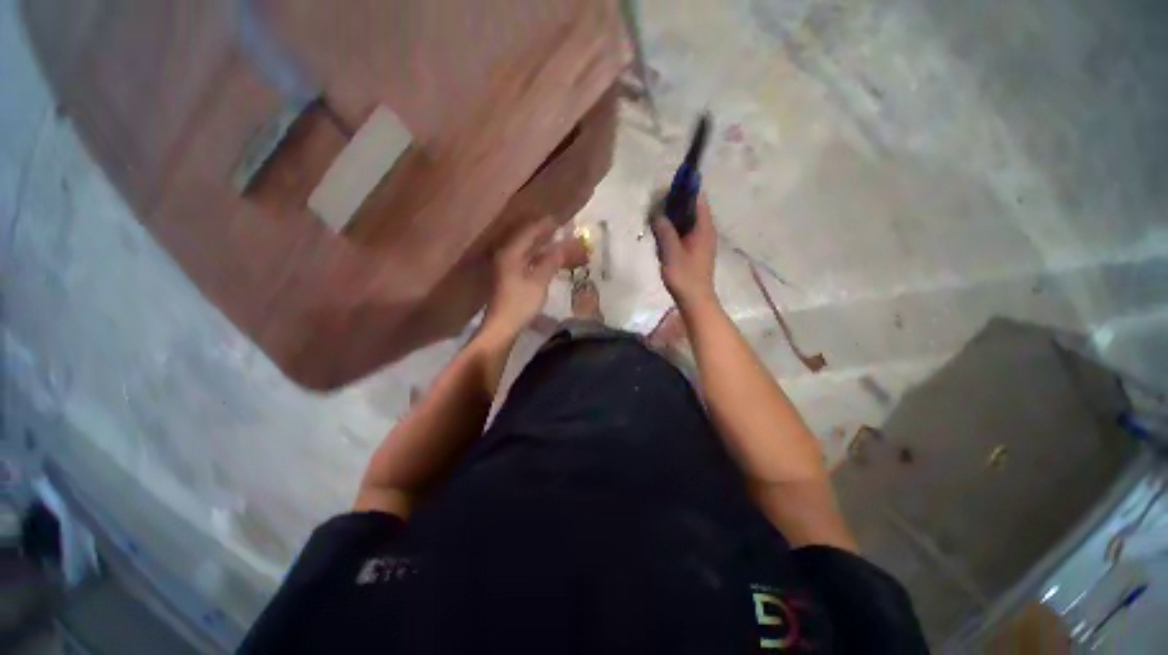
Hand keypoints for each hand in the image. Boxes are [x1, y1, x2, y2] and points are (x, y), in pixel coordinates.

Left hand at [484, 217, 571, 335]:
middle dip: (546, 235)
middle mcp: (507, 256)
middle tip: (564, 230)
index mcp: (511, 253)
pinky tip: (550, 260)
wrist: (502, 327)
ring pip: (528, 251)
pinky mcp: (511, 278)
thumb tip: (565, 245)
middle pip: (528, 239)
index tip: (561, 220)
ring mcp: (508, 267)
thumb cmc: (520, 304)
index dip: (546, 225)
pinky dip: (540, 258)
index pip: (529, 231)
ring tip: (561, 243)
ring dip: (544, 247)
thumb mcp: (539, 282)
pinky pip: (528, 261)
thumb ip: (552, 261)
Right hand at [652, 193, 717, 307]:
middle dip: (674, 204)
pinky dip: (673, 229)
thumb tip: (657, 212)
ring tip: (654, 218)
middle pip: (692, 208)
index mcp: (704, 227)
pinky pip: (684, 232)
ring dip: (672, 217)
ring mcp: (701, 240)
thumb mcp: (671, 253)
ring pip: (687, 221)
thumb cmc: (685, 277)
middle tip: (655, 206)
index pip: (698, 198)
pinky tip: (661, 235)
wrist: (695, 300)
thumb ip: (664, 231)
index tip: (666, 188)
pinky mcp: (695, 250)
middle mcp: (705, 230)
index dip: (685, 188)